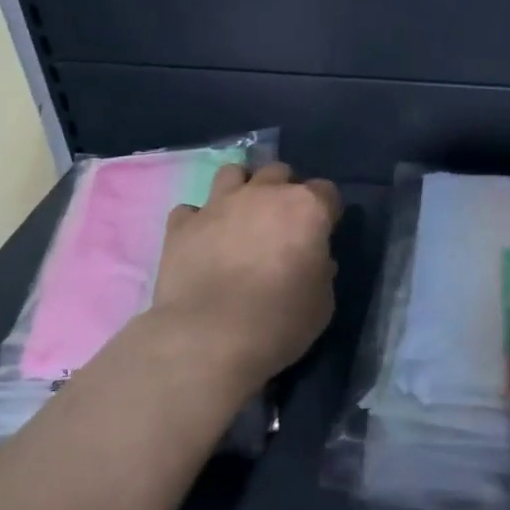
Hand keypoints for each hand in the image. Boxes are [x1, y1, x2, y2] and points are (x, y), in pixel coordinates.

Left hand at [147, 161, 341, 399]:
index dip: (326, 211)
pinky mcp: (182, 224)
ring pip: (232, 172)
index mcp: (307, 208)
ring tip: (240, 216)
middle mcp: (263, 194)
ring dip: (240, 188)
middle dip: (283, 190)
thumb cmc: (279, 322)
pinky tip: (202, 241)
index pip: (326, 191)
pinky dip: (198, 221)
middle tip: (281, 223)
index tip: (323, 234)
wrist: (209, 338)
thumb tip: (315, 261)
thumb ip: (321, 272)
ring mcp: (218, 204)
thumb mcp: (322, 304)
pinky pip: (190, 209)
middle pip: (278, 172)